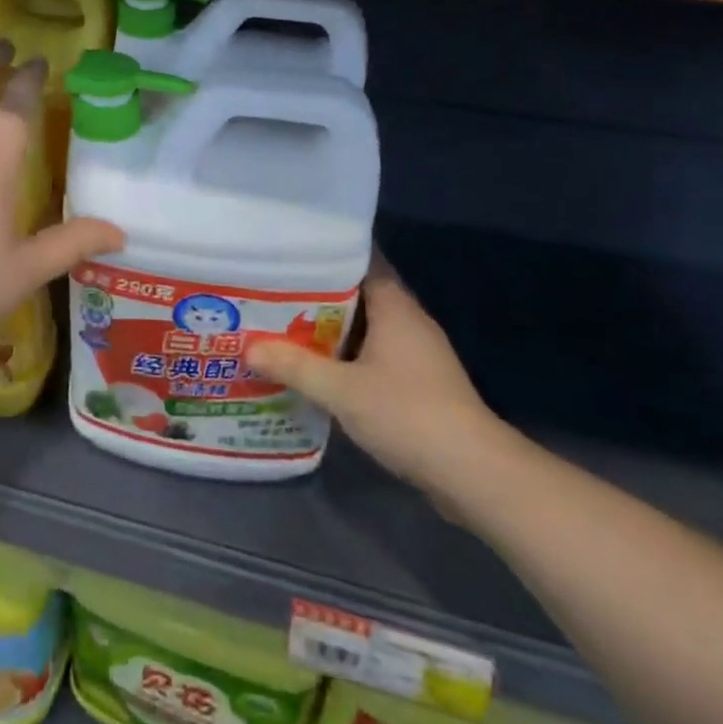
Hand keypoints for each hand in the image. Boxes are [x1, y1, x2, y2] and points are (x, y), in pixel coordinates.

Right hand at [248, 253, 507, 506]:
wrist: (474, 473)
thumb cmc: (408, 414)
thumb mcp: (341, 390)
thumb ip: (294, 366)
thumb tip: (248, 347)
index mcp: (395, 306)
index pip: (361, 259)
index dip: (327, 251)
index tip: (290, 250)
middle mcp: (408, 321)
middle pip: (358, 293)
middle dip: (317, 292)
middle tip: (272, 288)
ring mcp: (416, 353)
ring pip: (364, 326)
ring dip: (329, 327)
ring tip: (283, 323)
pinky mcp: (418, 383)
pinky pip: (372, 354)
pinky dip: (344, 355)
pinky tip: (315, 366)